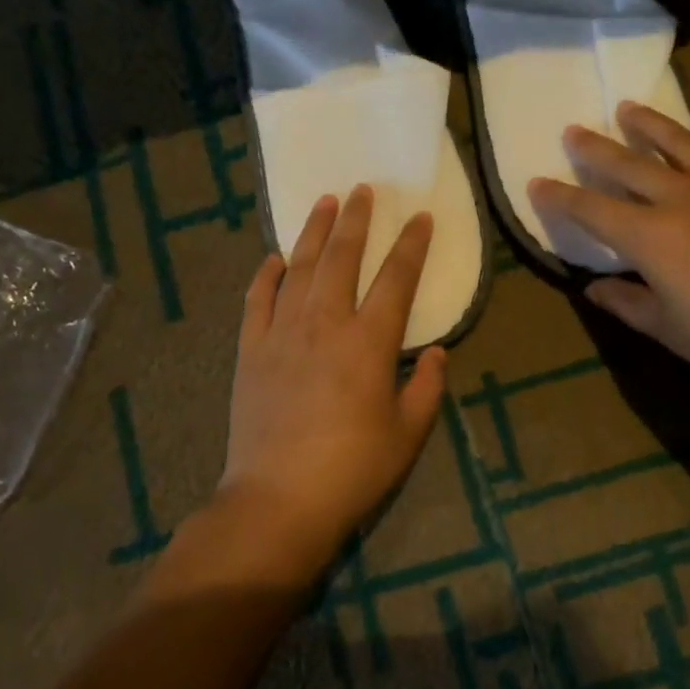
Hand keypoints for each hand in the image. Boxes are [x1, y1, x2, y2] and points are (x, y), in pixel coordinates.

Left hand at [218, 185, 448, 578]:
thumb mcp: (407, 434)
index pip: (396, 279)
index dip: (411, 245)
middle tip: (362, 190)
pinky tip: (274, 258)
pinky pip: (257, 300)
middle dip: (356, 220)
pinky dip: (266, 275)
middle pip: (342, 258)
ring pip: (299, 268)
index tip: (419, 217)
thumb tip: (438, 352)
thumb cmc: (352, 470)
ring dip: (312, 232)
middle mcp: (325, 324)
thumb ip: (427, 387)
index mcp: (369, 343)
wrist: (278, 498)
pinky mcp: (251, 350)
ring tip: (323, 202)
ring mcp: (282, 333)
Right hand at [528, 102, 689, 409]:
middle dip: (595, 148)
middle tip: (573, 130)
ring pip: (678, 143)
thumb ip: (626, 302)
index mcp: (650, 236)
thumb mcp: (668, 329)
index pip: (591, 208)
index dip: (559, 196)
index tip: (536, 182)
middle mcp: (682, 198)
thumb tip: (594, 287)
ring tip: (629, 109)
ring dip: (648, 125)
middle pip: (628, 163)